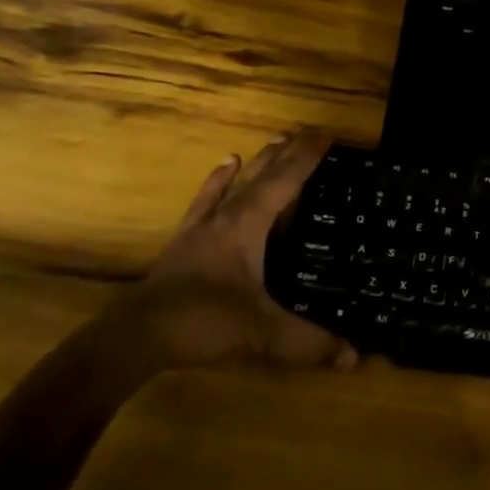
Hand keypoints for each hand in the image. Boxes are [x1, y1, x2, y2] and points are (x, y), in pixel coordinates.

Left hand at [99, 130, 356, 372]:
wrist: (135, 336)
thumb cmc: (202, 321)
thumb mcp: (261, 333)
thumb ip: (308, 342)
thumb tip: (354, 356)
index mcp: (247, 225)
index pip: (284, 181)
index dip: (307, 157)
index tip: (328, 135)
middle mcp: (226, 216)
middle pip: (261, 174)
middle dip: (287, 153)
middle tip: (309, 133)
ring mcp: (202, 227)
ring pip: (235, 182)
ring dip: (258, 161)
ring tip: (274, 140)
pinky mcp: (185, 242)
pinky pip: (206, 200)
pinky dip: (218, 181)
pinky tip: (224, 165)